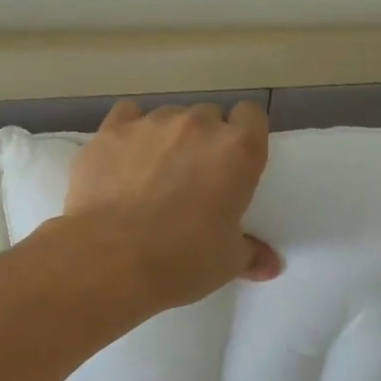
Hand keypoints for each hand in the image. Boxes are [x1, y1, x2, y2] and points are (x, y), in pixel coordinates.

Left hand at [63, 100, 282, 308]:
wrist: (110, 259)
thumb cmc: (182, 260)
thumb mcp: (227, 263)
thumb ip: (251, 253)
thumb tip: (270, 265)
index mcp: (238, 150)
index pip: (251, 116)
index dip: (244, 135)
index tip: (235, 160)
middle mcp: (197, 125)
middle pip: (208, 116)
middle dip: (204, 140)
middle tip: (193, 176)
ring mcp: (151, 123)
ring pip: (167, 117)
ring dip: (167, 138)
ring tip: (152, 173)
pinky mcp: (111, 131)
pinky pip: (127, 116)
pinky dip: (129, 133)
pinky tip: (122, 159)